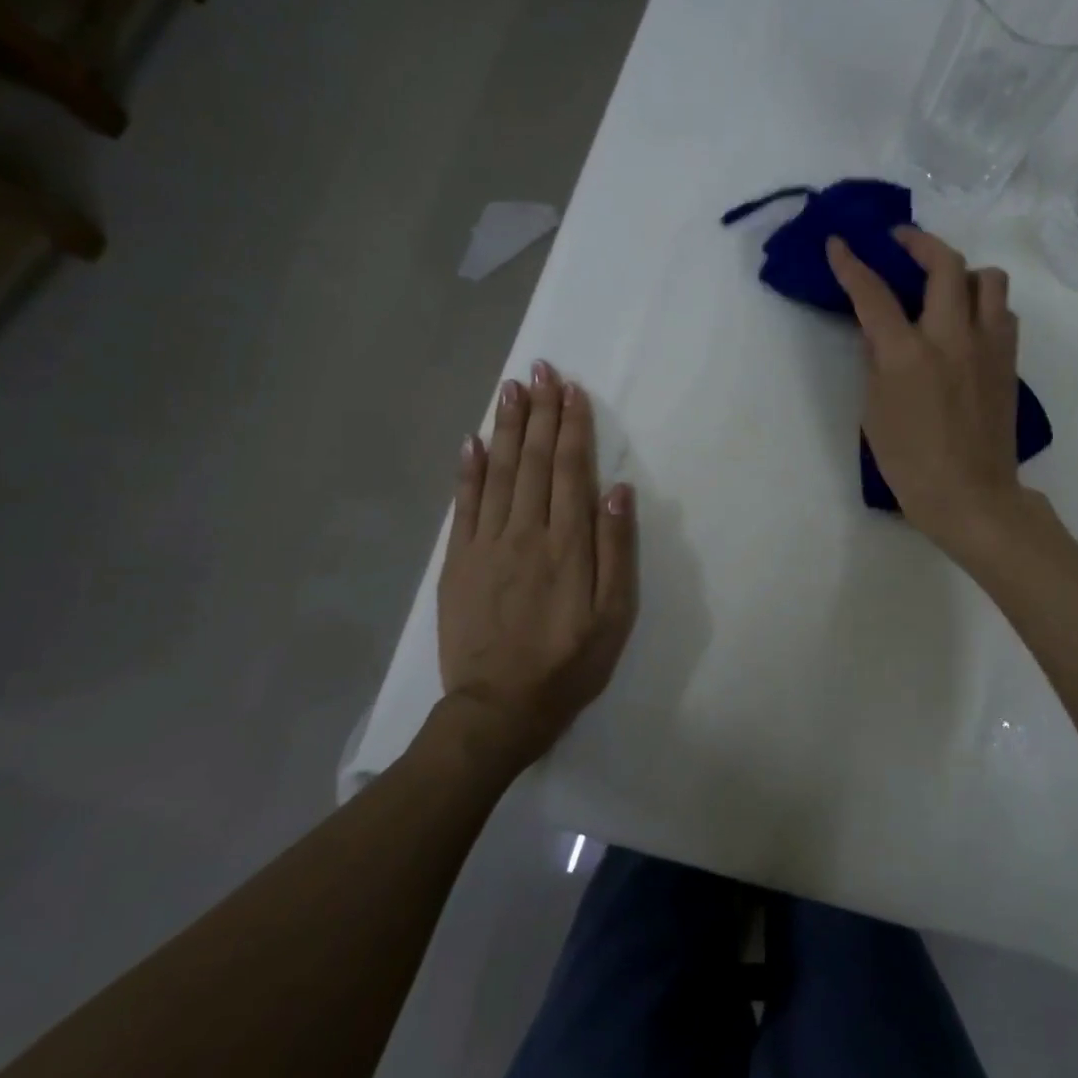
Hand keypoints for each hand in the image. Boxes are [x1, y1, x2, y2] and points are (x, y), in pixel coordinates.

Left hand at [429, 359, 637, 778]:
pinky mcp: (458, 562)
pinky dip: (468, 469)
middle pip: (533, 461)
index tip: (572, 390)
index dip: (572, 427)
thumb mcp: (615, 616)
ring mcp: (486, 545)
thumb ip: (617, 551)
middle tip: (540, 370)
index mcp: (567, 544)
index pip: (570, 470)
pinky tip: (473, 440)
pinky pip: (463, 505)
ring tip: (511, 389)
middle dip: (540, 412)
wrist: (500, 707)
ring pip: (498, 472)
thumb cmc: (570, 663)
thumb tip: (619, 491)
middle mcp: (525, 533)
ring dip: (506, 427)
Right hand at [826, 227, 1036, 558]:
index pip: (874, 294)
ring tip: (943, 286)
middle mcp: (952, 338)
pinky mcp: (1009, 361)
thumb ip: (876, 363)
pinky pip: (1002, 312)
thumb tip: (879, 331)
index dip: (852, 265)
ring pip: (988, 279)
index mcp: (908, 355)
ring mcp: (988, 346)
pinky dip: (984, 304)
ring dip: (962, 271)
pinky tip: (967, 323)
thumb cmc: (911, 465)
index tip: (840, 243)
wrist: (971, 497)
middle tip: (899, 242)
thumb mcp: (875, 413)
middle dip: (918, 242)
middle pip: (944, 263)